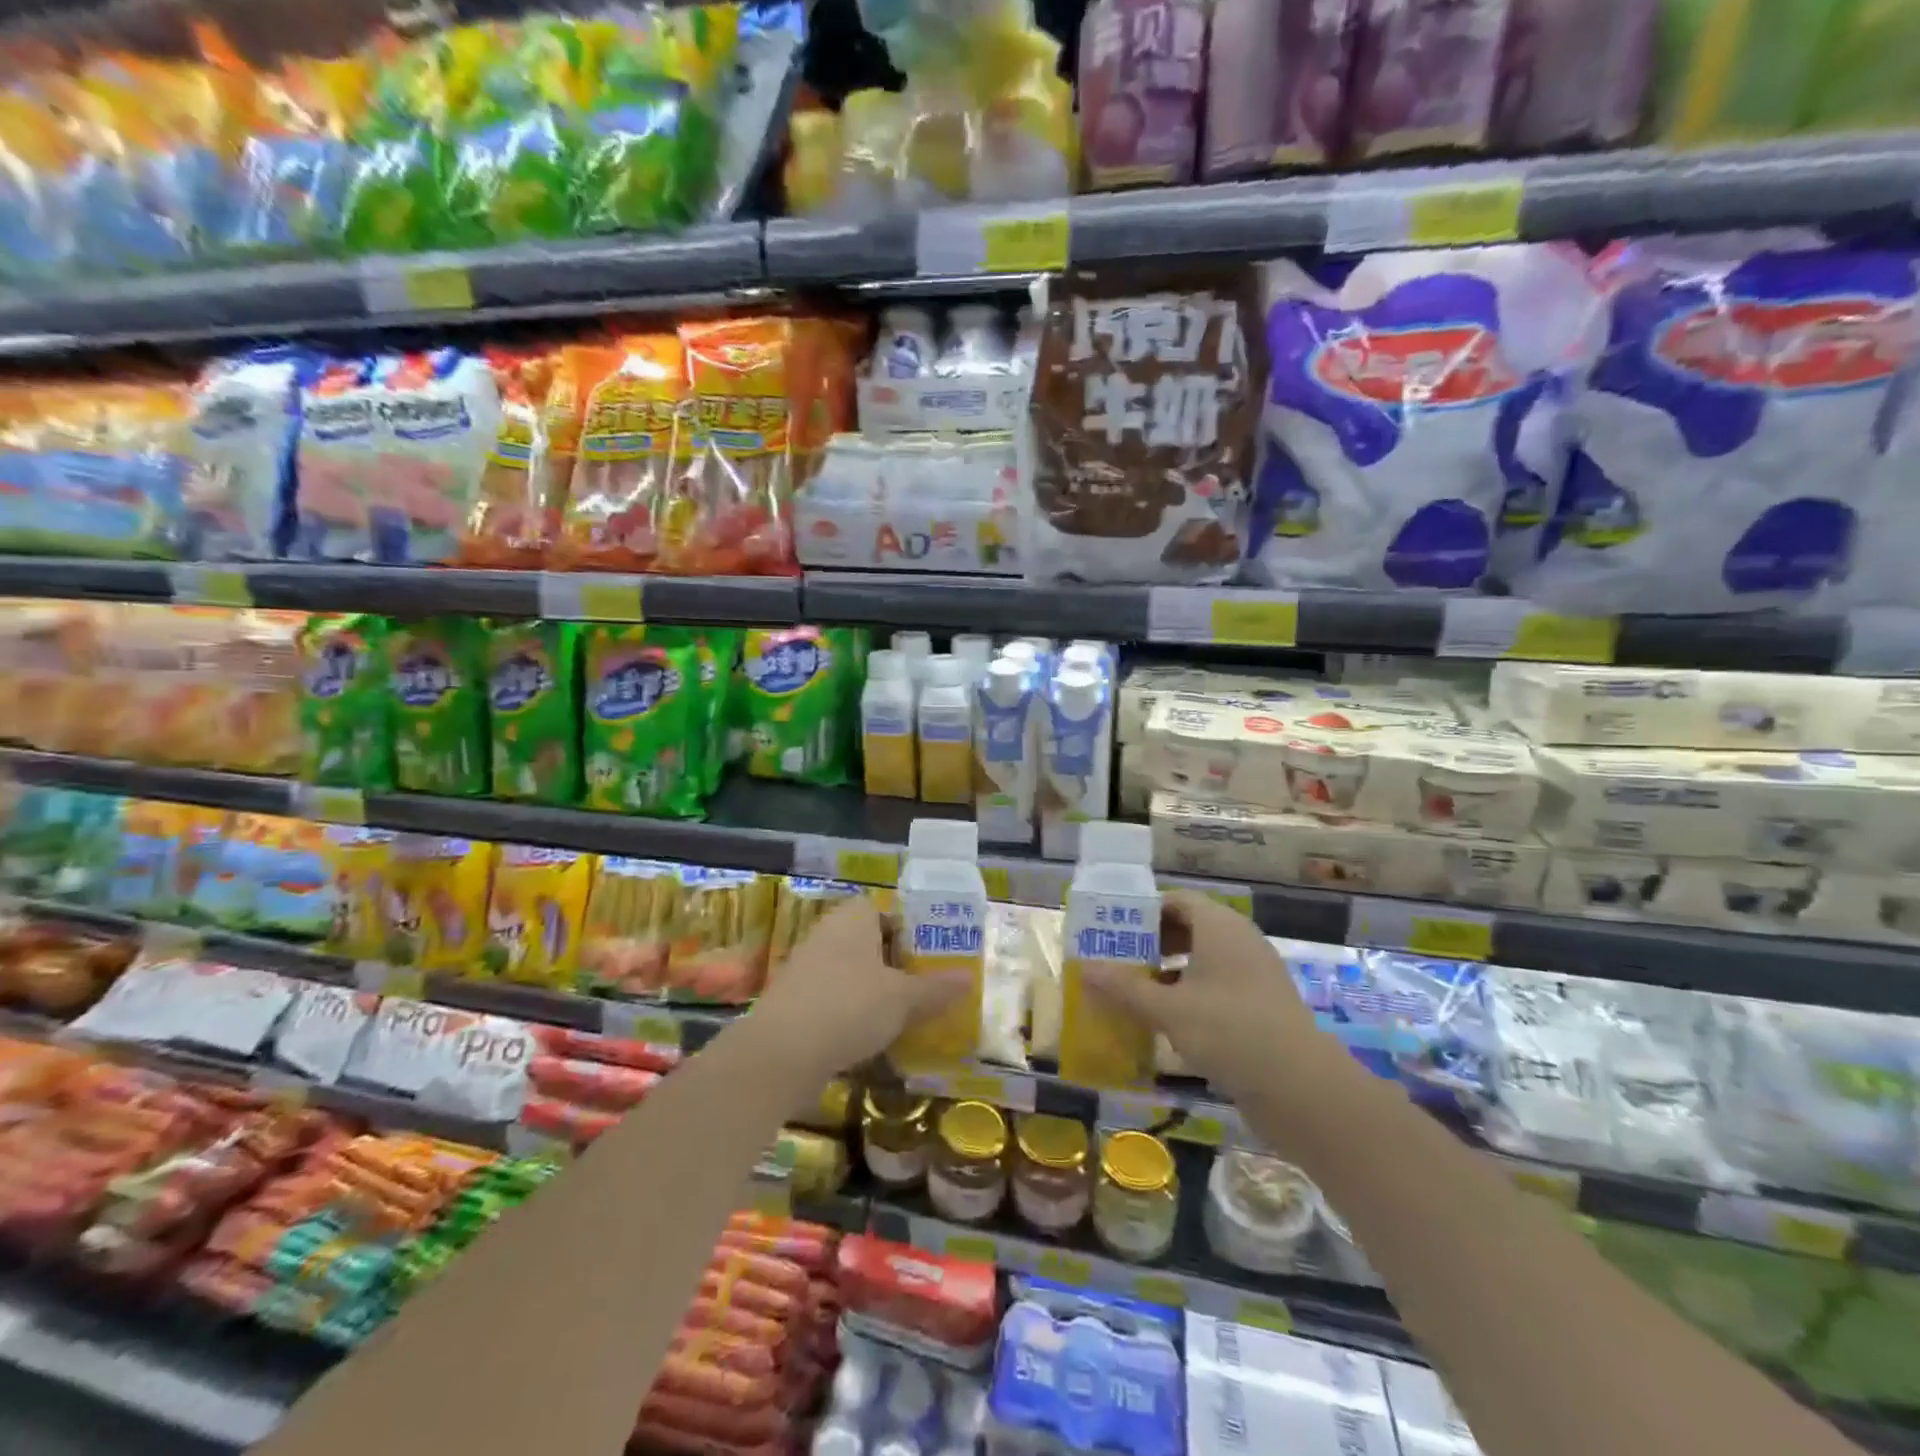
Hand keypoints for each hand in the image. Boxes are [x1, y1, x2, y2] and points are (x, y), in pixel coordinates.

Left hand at [746, 895, 969, 1083]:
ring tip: (904, 1017)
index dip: (910, 931)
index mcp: (853, 918)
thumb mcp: (903, 999)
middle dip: (896, 965)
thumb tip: (969, 979)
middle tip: (925, 989)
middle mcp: (827, 933)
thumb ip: (936, 988)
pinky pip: (833, 998)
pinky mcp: (794, 1001)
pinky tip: (870, 1038)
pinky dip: (851, 1013)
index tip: (931, 958)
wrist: (779, 1054)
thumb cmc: (849, 1007)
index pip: (886, 910)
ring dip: (874, 992)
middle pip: (870, 942)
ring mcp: (806, 967)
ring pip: (851, 973)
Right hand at [1081, 891, 1343, 1106]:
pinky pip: (1219, 986)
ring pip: (1203, 959)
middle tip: (1118, 961)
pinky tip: (1168, 1021)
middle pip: (1189, 927)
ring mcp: (1255, 974)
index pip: (1176, 901)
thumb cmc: (1228, 1031)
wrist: (1303, 1088)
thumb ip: (1124, 988)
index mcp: (1219, 926)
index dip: (1143, 912)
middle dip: (1152, 943)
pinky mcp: (1262, 1005)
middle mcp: (1239, 940)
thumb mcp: (1167, 1009)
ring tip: (1136, 991)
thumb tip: (1083, 970)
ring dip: (1169, 971)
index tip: (1113, 931)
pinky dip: (1191, 994)